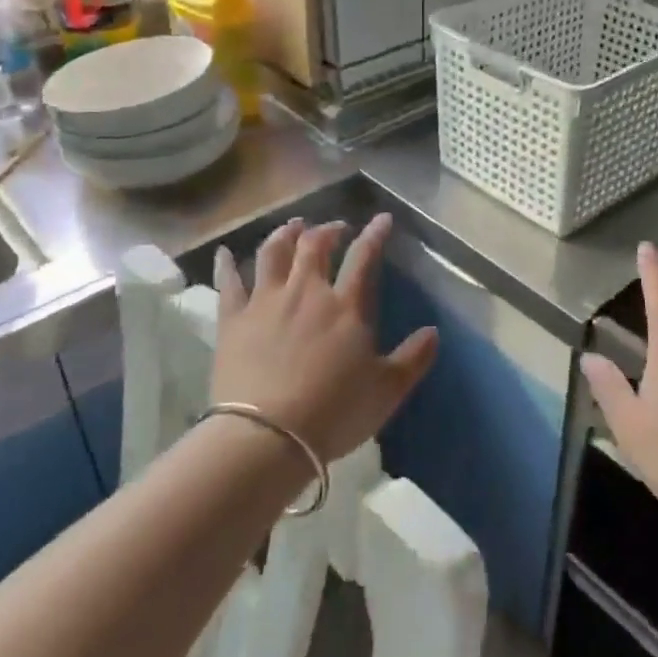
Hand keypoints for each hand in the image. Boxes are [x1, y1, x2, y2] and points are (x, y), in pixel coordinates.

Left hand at [212, 214, 437, 462]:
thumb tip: (434, 332)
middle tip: (336, 227)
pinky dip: (226, 265)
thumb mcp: (387, 390)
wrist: (266, 437)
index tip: (381, 219)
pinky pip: (228, 283)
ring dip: (285, 234)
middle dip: (328, 230)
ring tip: (292, 226)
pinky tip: (223, 253)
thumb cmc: (334, 412)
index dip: (374, 234)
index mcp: (346, 306)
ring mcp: (265, 302)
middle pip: (315, 246)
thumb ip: (413, 358)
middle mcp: (305, 292)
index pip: (364, 257)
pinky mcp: (232, 321)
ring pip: (273, 253)